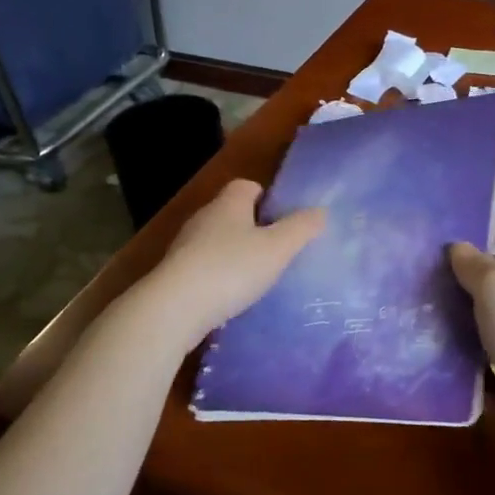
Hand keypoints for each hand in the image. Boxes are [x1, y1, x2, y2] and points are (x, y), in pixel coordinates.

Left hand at [145, 179, 324, 346]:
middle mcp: (204, 217)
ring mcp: (185, 246)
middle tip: (278, 249)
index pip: (247, 185)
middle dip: (253, 227)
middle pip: (232, 213)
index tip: (284, 218)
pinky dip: (219, 276)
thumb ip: (301, 228)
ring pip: (217, 241)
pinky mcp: (175, 274)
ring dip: (235, 253)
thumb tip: (320, 211)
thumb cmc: (231, 269)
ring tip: (258, 276)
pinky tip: (232, 296)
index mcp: (229, 203)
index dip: (267, 197)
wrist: (174, 309)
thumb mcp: (277, 248)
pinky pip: (204, 266)